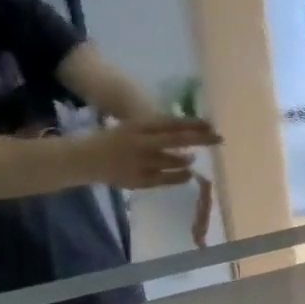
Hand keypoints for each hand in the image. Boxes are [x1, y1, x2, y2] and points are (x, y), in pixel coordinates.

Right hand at [86, 118, 220, 189]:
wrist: (85, 159)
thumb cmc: (115, 140)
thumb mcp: (134, 128)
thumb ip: (158, 129)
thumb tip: (190, 130)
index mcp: (138, 126)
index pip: (172, 123)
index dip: (193, 123)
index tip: (212, 124)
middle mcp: (141, 143)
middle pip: (177, 139)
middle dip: (200, 139)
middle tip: (218, 139)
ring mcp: (139, 163)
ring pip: (171, 160)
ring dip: (185, 159)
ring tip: (193, 158)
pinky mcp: (138, 180)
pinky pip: (164, 179)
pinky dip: (178, 177)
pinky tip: (187, 175)